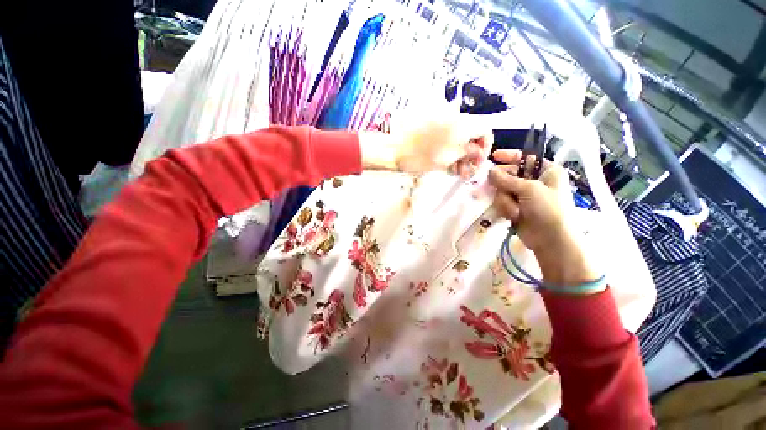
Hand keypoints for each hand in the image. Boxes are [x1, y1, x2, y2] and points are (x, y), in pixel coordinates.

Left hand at [359, 118, 490, 177]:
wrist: (393, 150)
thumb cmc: (419, 157)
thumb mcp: (446, 159)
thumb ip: (467, 154)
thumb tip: (479, 152)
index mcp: (461, 125)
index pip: (485, 130)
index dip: (485, 146)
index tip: (478, 161)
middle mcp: (454, 119)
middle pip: (473, 134)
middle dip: (472, 154)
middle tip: (465, 171)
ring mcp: (442, 122)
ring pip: (460, 137)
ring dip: (461, 154)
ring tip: (455, 170)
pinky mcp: (433, 127)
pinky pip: (448, 137)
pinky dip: (451, 149)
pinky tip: (447, 163)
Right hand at [489, 150, 599, 289]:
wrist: (551, 239)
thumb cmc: (548, 209)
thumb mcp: (529, 189)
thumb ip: (507, 179)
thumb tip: (490, 171)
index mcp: (547, 171)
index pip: (525, 158)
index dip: (509, 156)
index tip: (494, 156)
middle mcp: (536, 182)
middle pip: (510, 175)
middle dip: (503, 184)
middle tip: (494, 186)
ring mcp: (525, 197)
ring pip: (503, 191)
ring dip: (506, 201)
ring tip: (515, 211)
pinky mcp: (517, 208)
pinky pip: (503, 202)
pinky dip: (506, 209)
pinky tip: (513, 216)